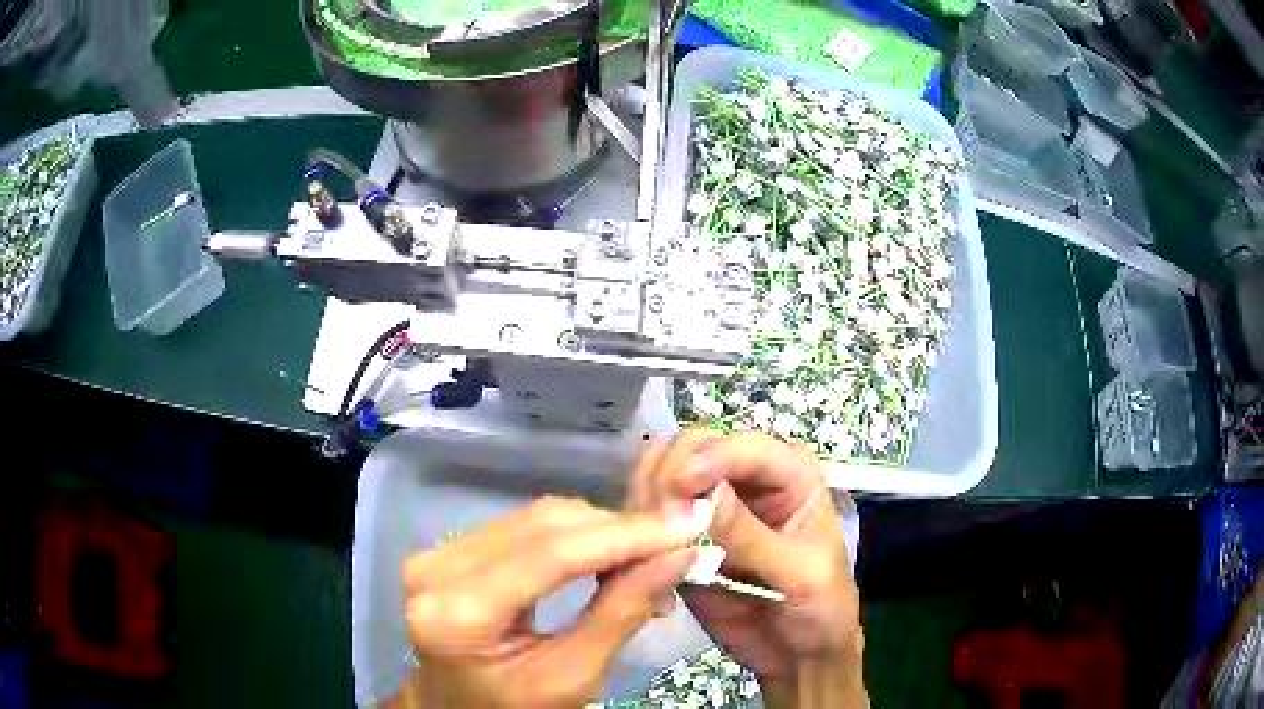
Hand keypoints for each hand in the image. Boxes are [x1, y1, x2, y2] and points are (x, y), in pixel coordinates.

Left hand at [397, 496, 697, 707]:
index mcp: (456, 614)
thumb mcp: (571, 679)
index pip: (549, 554)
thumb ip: (620, 615)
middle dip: (617, 531)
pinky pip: (520, 527)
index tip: (685, 528)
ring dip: (599, 532)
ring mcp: (435, 553)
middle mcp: (434, 568)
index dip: (622, 536)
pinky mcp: (446, 550)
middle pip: (541, 524)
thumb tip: (678, 555)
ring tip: (647, 560)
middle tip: (674, 549)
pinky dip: (573, 537)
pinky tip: (607, 556)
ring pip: (535, 518)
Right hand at [628, 431, 864, 704]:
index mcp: (790, 475)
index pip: (745, 447)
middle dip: (669, 475)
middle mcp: (748, 480)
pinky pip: (651, 519)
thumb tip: (707, 494)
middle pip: (695, 448)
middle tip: (658, 521)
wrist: (798, 655)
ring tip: (648, 541)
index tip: (677, 487)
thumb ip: (753, 537)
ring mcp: (711, 508)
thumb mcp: (800, 574)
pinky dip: (638, 528)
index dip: (709, 459)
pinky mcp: (683, 539)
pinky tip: (639, 557)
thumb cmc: (821, 607)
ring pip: (664, 476)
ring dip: (647, 499)